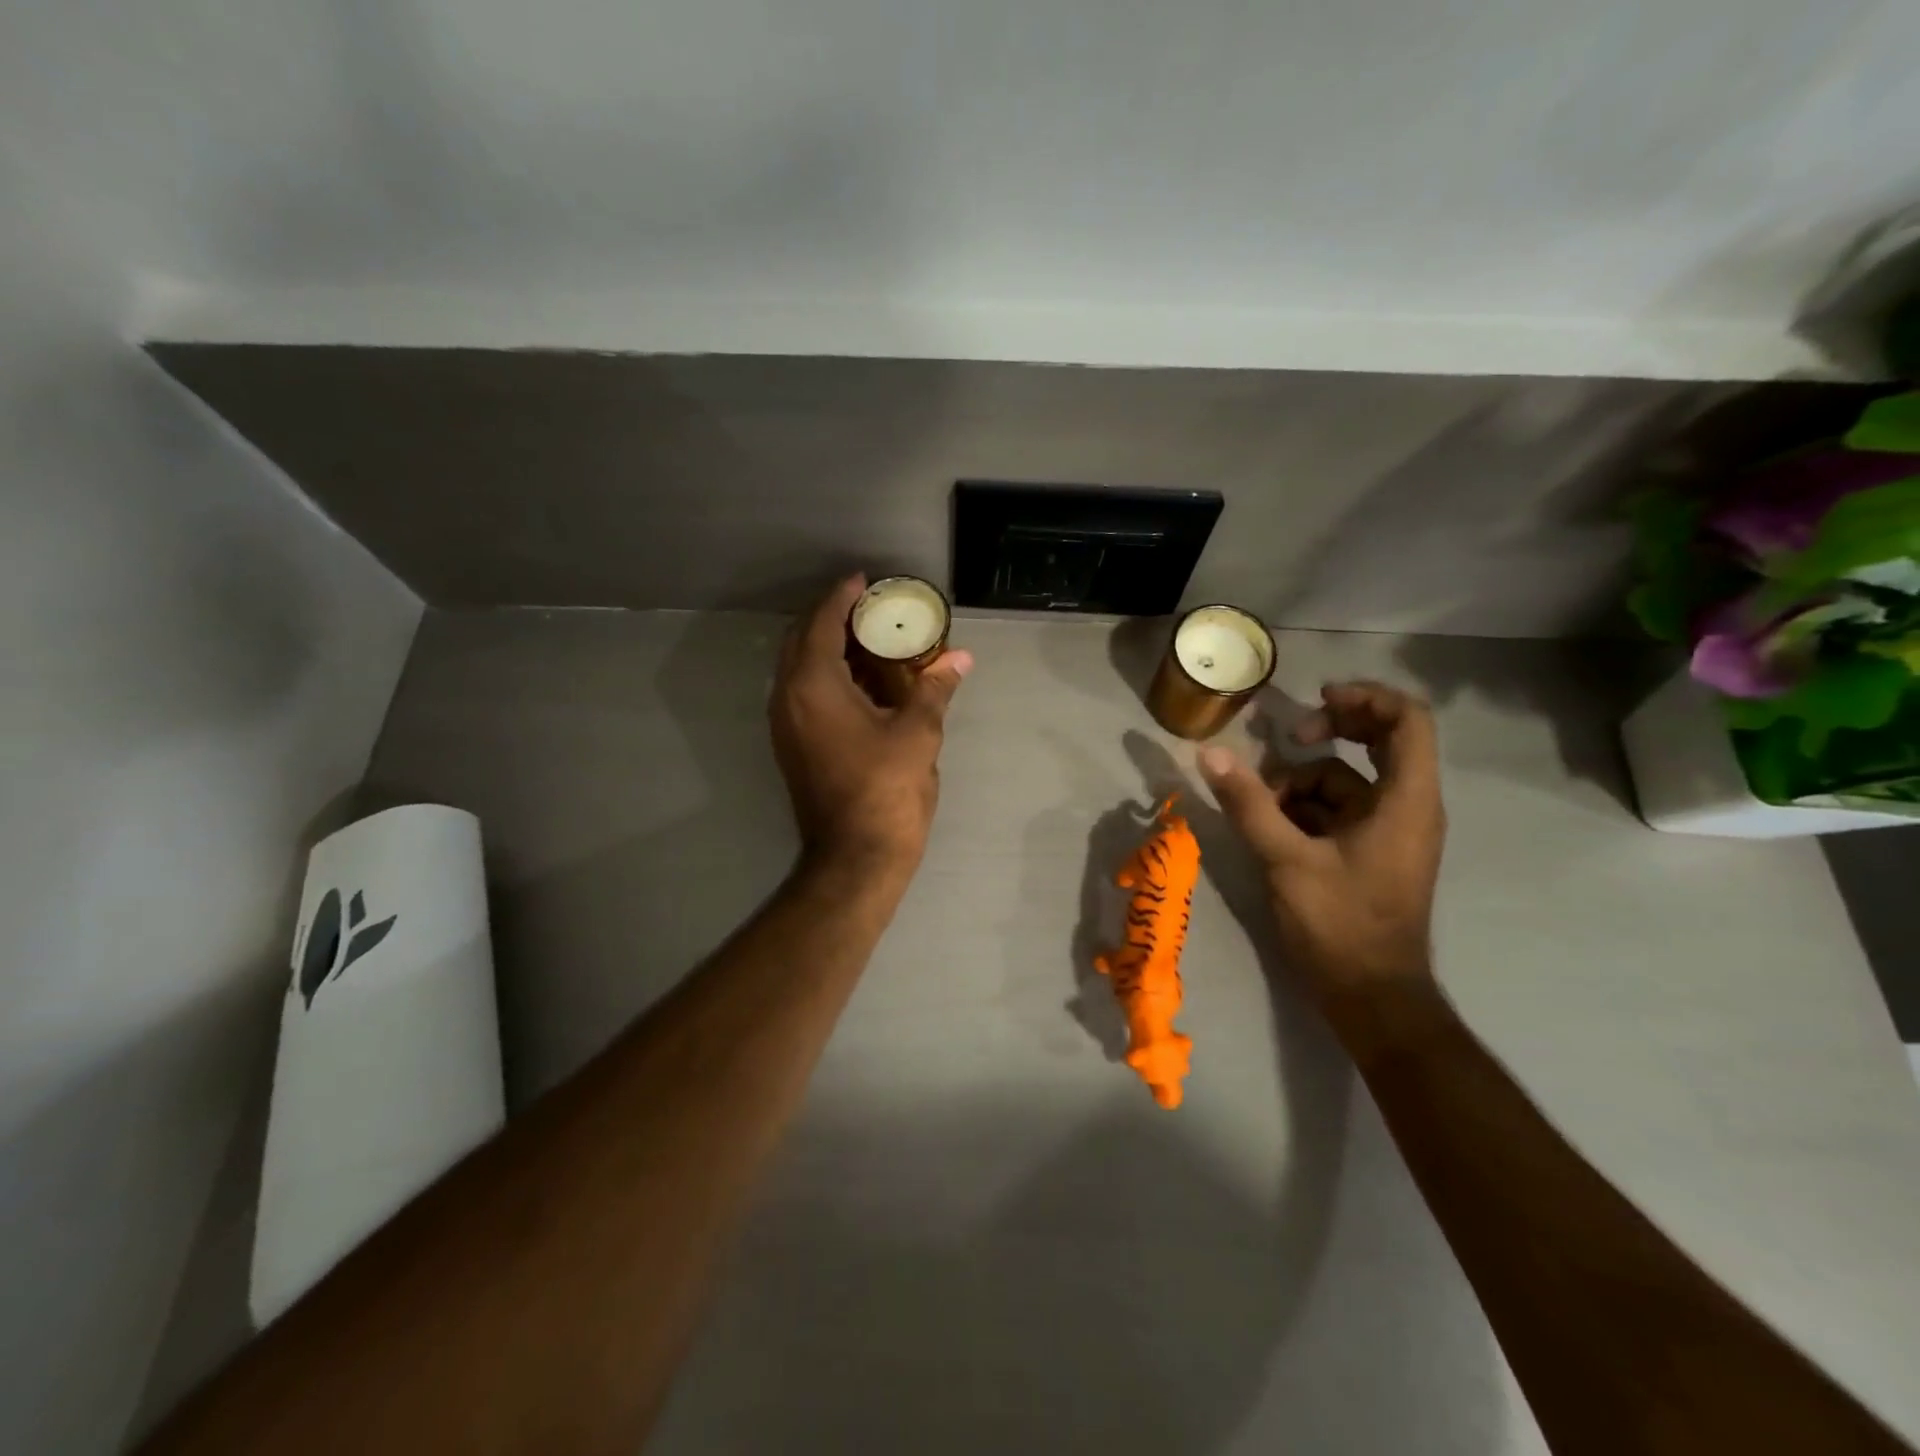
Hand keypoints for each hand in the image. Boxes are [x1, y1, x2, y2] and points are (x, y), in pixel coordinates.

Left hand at [770, 575, 971, 871]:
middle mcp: (788, 698)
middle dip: (831, 618)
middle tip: (868, 608)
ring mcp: (785, 725)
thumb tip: (960, 656)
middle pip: (802, 640)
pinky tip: (864, 682)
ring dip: (829, 648)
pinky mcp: (792, 745)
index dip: (842, 597)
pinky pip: (804, 693)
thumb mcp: (918, 733)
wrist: (856, 857)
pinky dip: (828, 676)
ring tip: (870, 640)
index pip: (821, 623)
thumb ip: (935, 687)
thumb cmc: (887, 790)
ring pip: (799, 668)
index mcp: (813, 686)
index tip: (863, 580)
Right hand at [1198, 682, 1445, 1011]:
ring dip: (1299, 783)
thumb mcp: (1286, 860)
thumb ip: (1248, 803)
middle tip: (1287, 738)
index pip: (1408, 721)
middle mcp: (1407, 807)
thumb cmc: (1340, 925)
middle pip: (1380, 741)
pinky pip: (1335, 811)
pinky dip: (1302, 810)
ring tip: (1260, 809)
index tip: (1316, 699)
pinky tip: (1270, 830)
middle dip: (1328, 733)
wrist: (1371, 998)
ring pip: (1343, 780)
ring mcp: (1388, 831)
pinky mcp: (1370, 852)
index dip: (1365, 697)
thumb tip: (1209, 753)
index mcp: (1405, 801)